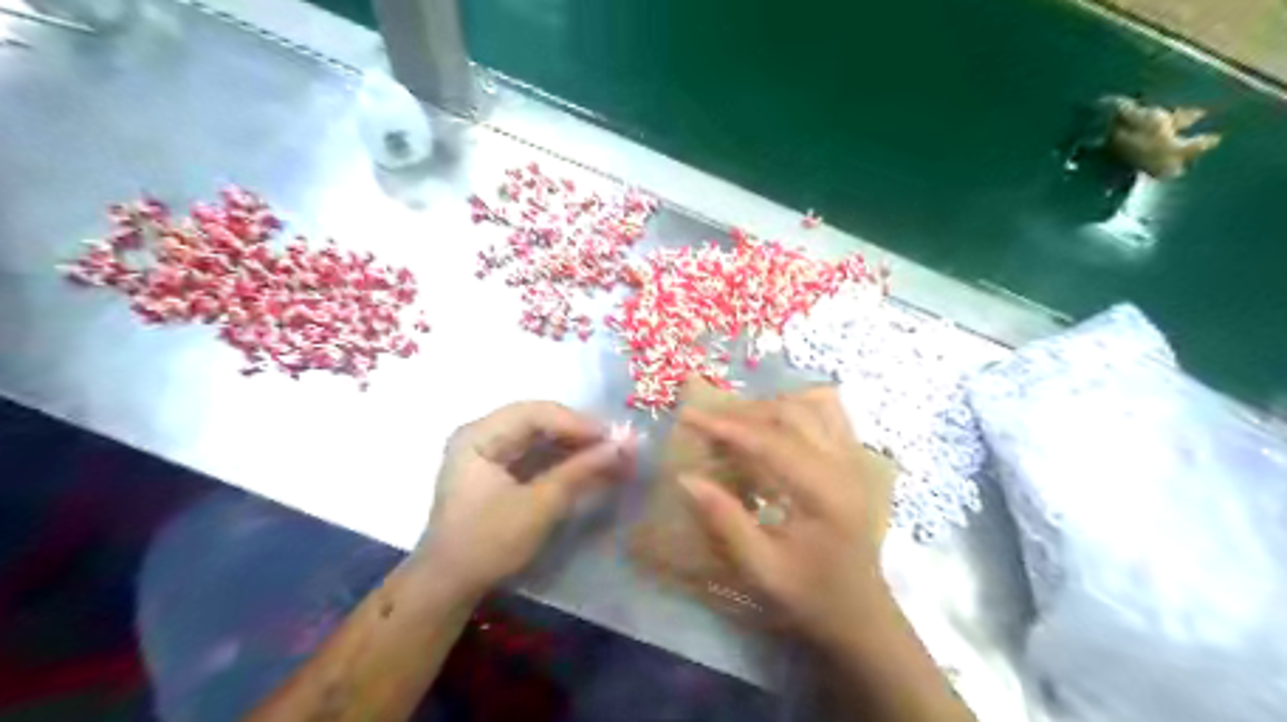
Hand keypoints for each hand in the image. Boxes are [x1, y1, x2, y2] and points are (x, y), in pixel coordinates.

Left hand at [414, 399, 630, 597]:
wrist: (449, 586)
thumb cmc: (488, 542)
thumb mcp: (539, 506)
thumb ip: (580, 471)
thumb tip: (624, 445)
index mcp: (478, 435)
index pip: (535, 414)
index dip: (577, 422)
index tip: (613, 437)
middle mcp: (481, 434)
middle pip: (538, 421)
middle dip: (579, 433)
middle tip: (617, 445)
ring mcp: (488, 452)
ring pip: (541, 437)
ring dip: (576, 446)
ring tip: (612, 454)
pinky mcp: (498, 470)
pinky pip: (536, 453)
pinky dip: (563, 459)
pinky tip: (591, 466)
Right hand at [679, 388, 892, 642]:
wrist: (861, 611)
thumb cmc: (810, 594)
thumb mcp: (761, 567)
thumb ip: (725, 520)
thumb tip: (686, 478)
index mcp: (824, 493)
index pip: (771, 442)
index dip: (726, 426)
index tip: (688, 417)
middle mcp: (844, 465)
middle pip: (792, 414)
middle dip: (744, 412)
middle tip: (706, 421)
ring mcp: (854, 458)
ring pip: (812, 406)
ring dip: (770, 406)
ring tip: (736, 420)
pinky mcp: (854, 459)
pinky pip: (829, 414)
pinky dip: (797, 407)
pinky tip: (774, 420)